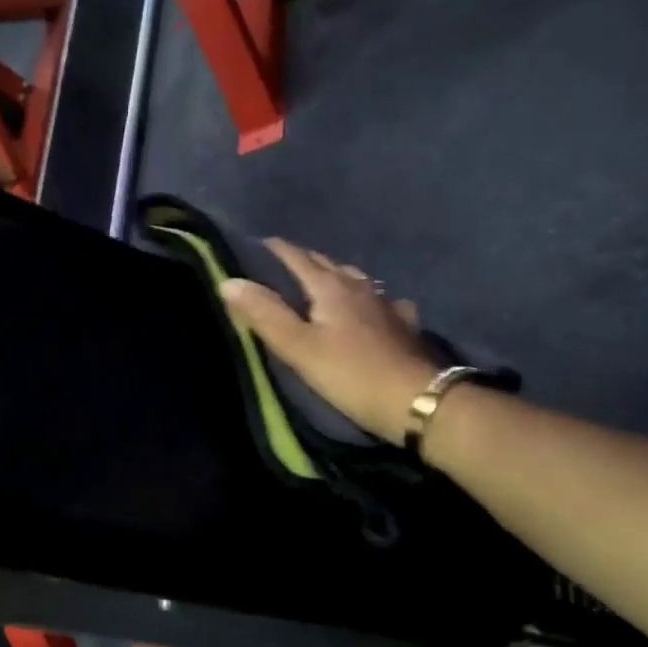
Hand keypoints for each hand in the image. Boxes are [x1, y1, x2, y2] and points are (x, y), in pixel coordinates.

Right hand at [220, 240, 437, 445]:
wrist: (418, 401)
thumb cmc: (351, 374)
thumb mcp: (298, 347)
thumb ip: (264, 313)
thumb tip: (229, 280)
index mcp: (330, 287)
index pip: (297, 258)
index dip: (275, 250)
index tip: (255, 245)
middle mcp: (360, 287)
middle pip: (327, 264)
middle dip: (302, 260)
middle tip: (280, 265)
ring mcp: (386, 305)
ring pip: (356, 280)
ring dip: (334, 276)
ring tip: (320, 283)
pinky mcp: (404, 327)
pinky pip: (381, 302)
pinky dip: (367, 300)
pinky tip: (371, 308)